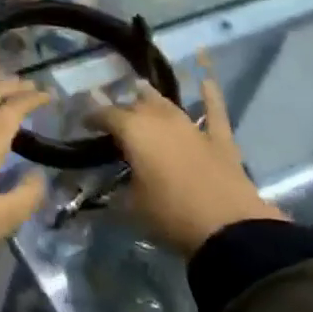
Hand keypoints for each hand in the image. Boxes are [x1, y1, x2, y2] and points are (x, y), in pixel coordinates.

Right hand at [93, 76, 283, 256]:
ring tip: (141, 91)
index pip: (105, 115)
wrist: (228, 228)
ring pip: (167, 104)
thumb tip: (102, 193)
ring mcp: (191, 126)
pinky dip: (210, 97)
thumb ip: (114, 193)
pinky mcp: (219, 139)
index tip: (83, 123)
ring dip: (152, 99)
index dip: (92, 117)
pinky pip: (214, 112)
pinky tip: (207, 82)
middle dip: (123, 109)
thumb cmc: (170, 215)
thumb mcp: (130, 207)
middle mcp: (160, 119)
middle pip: (136, 105)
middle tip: (114, 119)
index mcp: (134, 131)